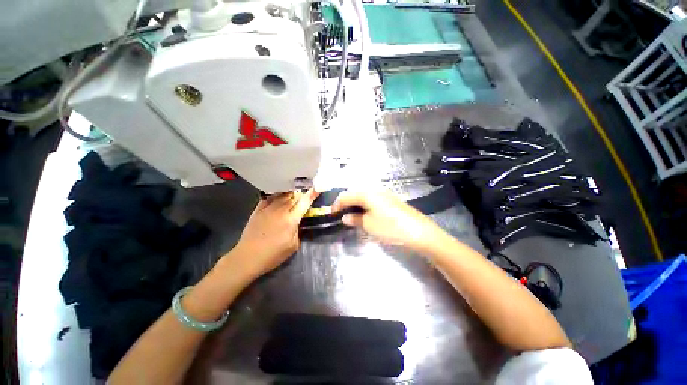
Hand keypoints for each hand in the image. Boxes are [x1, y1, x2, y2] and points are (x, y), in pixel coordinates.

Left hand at [232, 190, 318, 277]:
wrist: (248, 257)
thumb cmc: (273, 254)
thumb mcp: (293, 245)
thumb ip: (298, 229)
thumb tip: (298, 220)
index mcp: (291, 219)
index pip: (304, 202)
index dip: (312, 194)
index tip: (318, 187)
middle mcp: (280, 209)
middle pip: (295, 195)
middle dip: (302, 194)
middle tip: (305, 196)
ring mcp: (268, 207)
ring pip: (283, 194)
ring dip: (291, 194)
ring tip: (294, 195)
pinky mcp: (258, 208)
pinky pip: (271, 196)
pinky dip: (278, 195)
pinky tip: (280, 197)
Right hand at [332, 191, 444, 251]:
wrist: (418, 231)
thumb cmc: (390, 227)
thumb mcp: (369, 225)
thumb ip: (355, 219)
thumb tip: (345, 216)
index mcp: (367, 194)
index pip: (346, 195)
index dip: (337, 204)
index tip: (331, 213)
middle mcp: (375, 190)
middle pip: (355, 193)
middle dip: (346, 203)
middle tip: (341, 214)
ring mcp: (385, 194)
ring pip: (364, 196)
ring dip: (356, 204)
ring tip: (352, 215)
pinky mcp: (391, 200)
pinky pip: (373, 199)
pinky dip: (365, 205)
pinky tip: (366, 214)